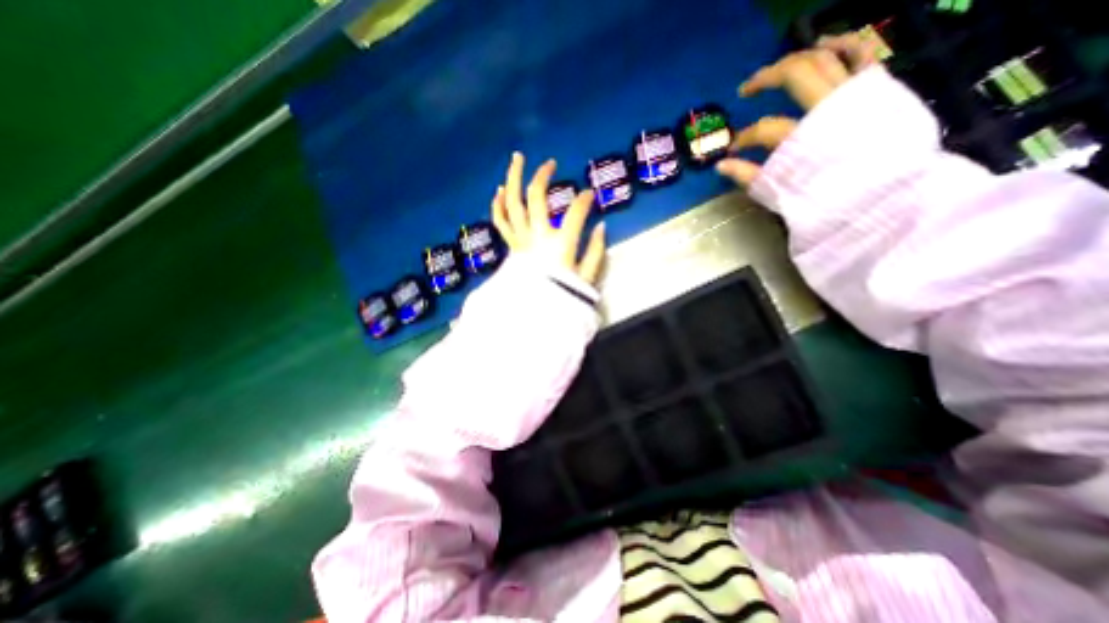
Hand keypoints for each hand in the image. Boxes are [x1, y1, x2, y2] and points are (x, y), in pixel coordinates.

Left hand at [491, 152, 604, 284]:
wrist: (534, 315)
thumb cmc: (563, 297)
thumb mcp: (587, 278)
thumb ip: (596, 251)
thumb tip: (602, 227)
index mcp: (560, 244)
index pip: (575, 212)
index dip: (585, 201)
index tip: (589, 197)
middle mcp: (537, 236)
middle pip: (536, 197)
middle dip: (543, 176)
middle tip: (550, 163)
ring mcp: (520, 240)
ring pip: (512, 203)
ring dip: (513, 179)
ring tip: (517, 159)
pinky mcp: (511, 246)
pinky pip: (501, 222)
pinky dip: (498, 205)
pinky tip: (500, 191)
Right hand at [716, 33, 879, 184]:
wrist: (882, 195)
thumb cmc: (826, 198)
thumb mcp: (779, 192)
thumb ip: (748, 176)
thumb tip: (720, 165)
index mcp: (802, 138)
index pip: (762, 130)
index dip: (743, 138)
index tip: (734, 149)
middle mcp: (828, 107)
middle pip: (794, 75)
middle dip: (764, 78)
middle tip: (747, 89)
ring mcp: (855, 93)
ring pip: (826, 56)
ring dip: (798, 56)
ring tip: (780, 65)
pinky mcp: (877, 88)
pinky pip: (864, 54)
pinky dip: (845, 43)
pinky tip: (825, 44)